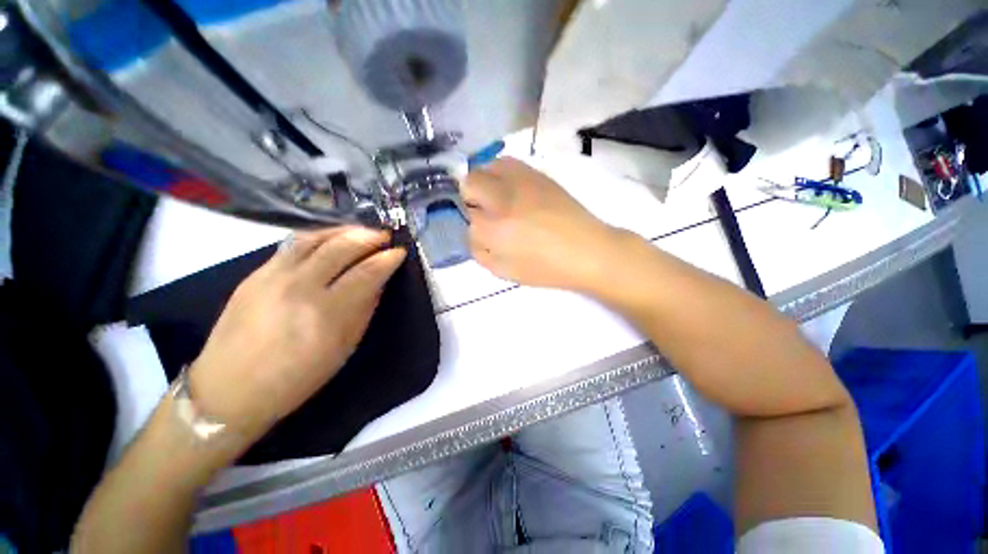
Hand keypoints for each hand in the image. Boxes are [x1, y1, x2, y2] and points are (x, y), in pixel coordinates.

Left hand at [188, 227, 405, 442]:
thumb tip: (378, 282)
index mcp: (327, 314)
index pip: (367, 273)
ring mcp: (273, 276)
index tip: (400, 252)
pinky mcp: (255, 273)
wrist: (230, 389)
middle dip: (369, 237)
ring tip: (362, 232)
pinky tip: (332, 239)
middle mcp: (299, 287)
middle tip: (385, 236)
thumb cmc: (297, 377)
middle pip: (341, 248)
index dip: (387, 259)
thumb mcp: (343, 348)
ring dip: (345, 231)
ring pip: (315, 238)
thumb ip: (364, 309)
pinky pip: (293, 244)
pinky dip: (320, 236)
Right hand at [463, 157, 623, 291]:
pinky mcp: (538, 174)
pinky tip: (512, 189)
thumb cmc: (547, 269)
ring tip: (496, 198)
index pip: (466, 218)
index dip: (471, 225)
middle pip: (470, 183)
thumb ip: (480, 252)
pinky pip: (508, 163)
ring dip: (484, 182)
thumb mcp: (505, 271)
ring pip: (487, 167)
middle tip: (484, 212)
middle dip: (469, 197)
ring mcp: (522, 182)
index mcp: (495, 229)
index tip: (482, 231)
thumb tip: (473, 232)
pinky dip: (501, 173)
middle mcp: (504, 199)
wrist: (588, 251)